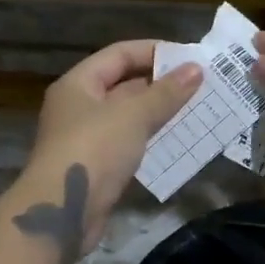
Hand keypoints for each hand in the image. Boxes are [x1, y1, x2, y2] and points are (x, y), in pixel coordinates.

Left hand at [15, 42, 200, 256]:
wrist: (63, 212)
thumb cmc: (95, 149)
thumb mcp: (133, 115)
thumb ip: (166, 92)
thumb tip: (196, 69)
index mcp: (78, 84)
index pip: (119, 54)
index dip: (153, 51)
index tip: (189, 57)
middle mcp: (79, 107)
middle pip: (123, 84)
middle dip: (161, 83)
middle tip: (201, 85)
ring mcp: (87, 138)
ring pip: (128, 116)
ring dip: (159, 112)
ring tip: (197, 109)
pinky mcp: (98, 167)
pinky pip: (129, 143)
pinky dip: (152, 138)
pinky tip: (179, 139)